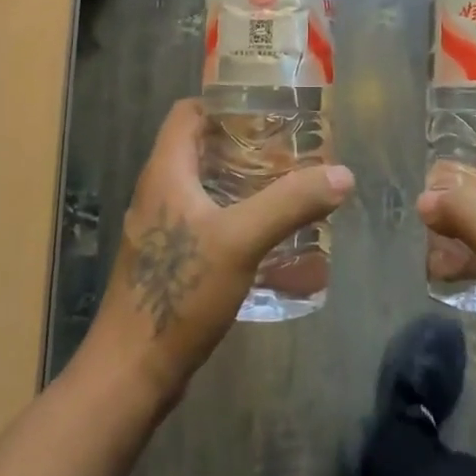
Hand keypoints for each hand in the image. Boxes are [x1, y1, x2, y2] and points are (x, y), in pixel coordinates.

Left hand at [81, 99, 354, 408]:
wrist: (132, 372)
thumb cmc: (179, 293)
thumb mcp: (240, 240)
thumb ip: (290, 203)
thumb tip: (343, 174)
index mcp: (165, 172)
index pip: (188, 113)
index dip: (224, 102)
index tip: (268, 108)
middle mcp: (158, 192)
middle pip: (200, 147)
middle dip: (244, 142)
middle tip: (290, 147)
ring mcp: (160, 229)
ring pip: (203, 185)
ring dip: (241, 180)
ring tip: (287, 184)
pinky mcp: (167, 260)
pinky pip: (204, 218)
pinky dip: (234, 213)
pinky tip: (266, 232)